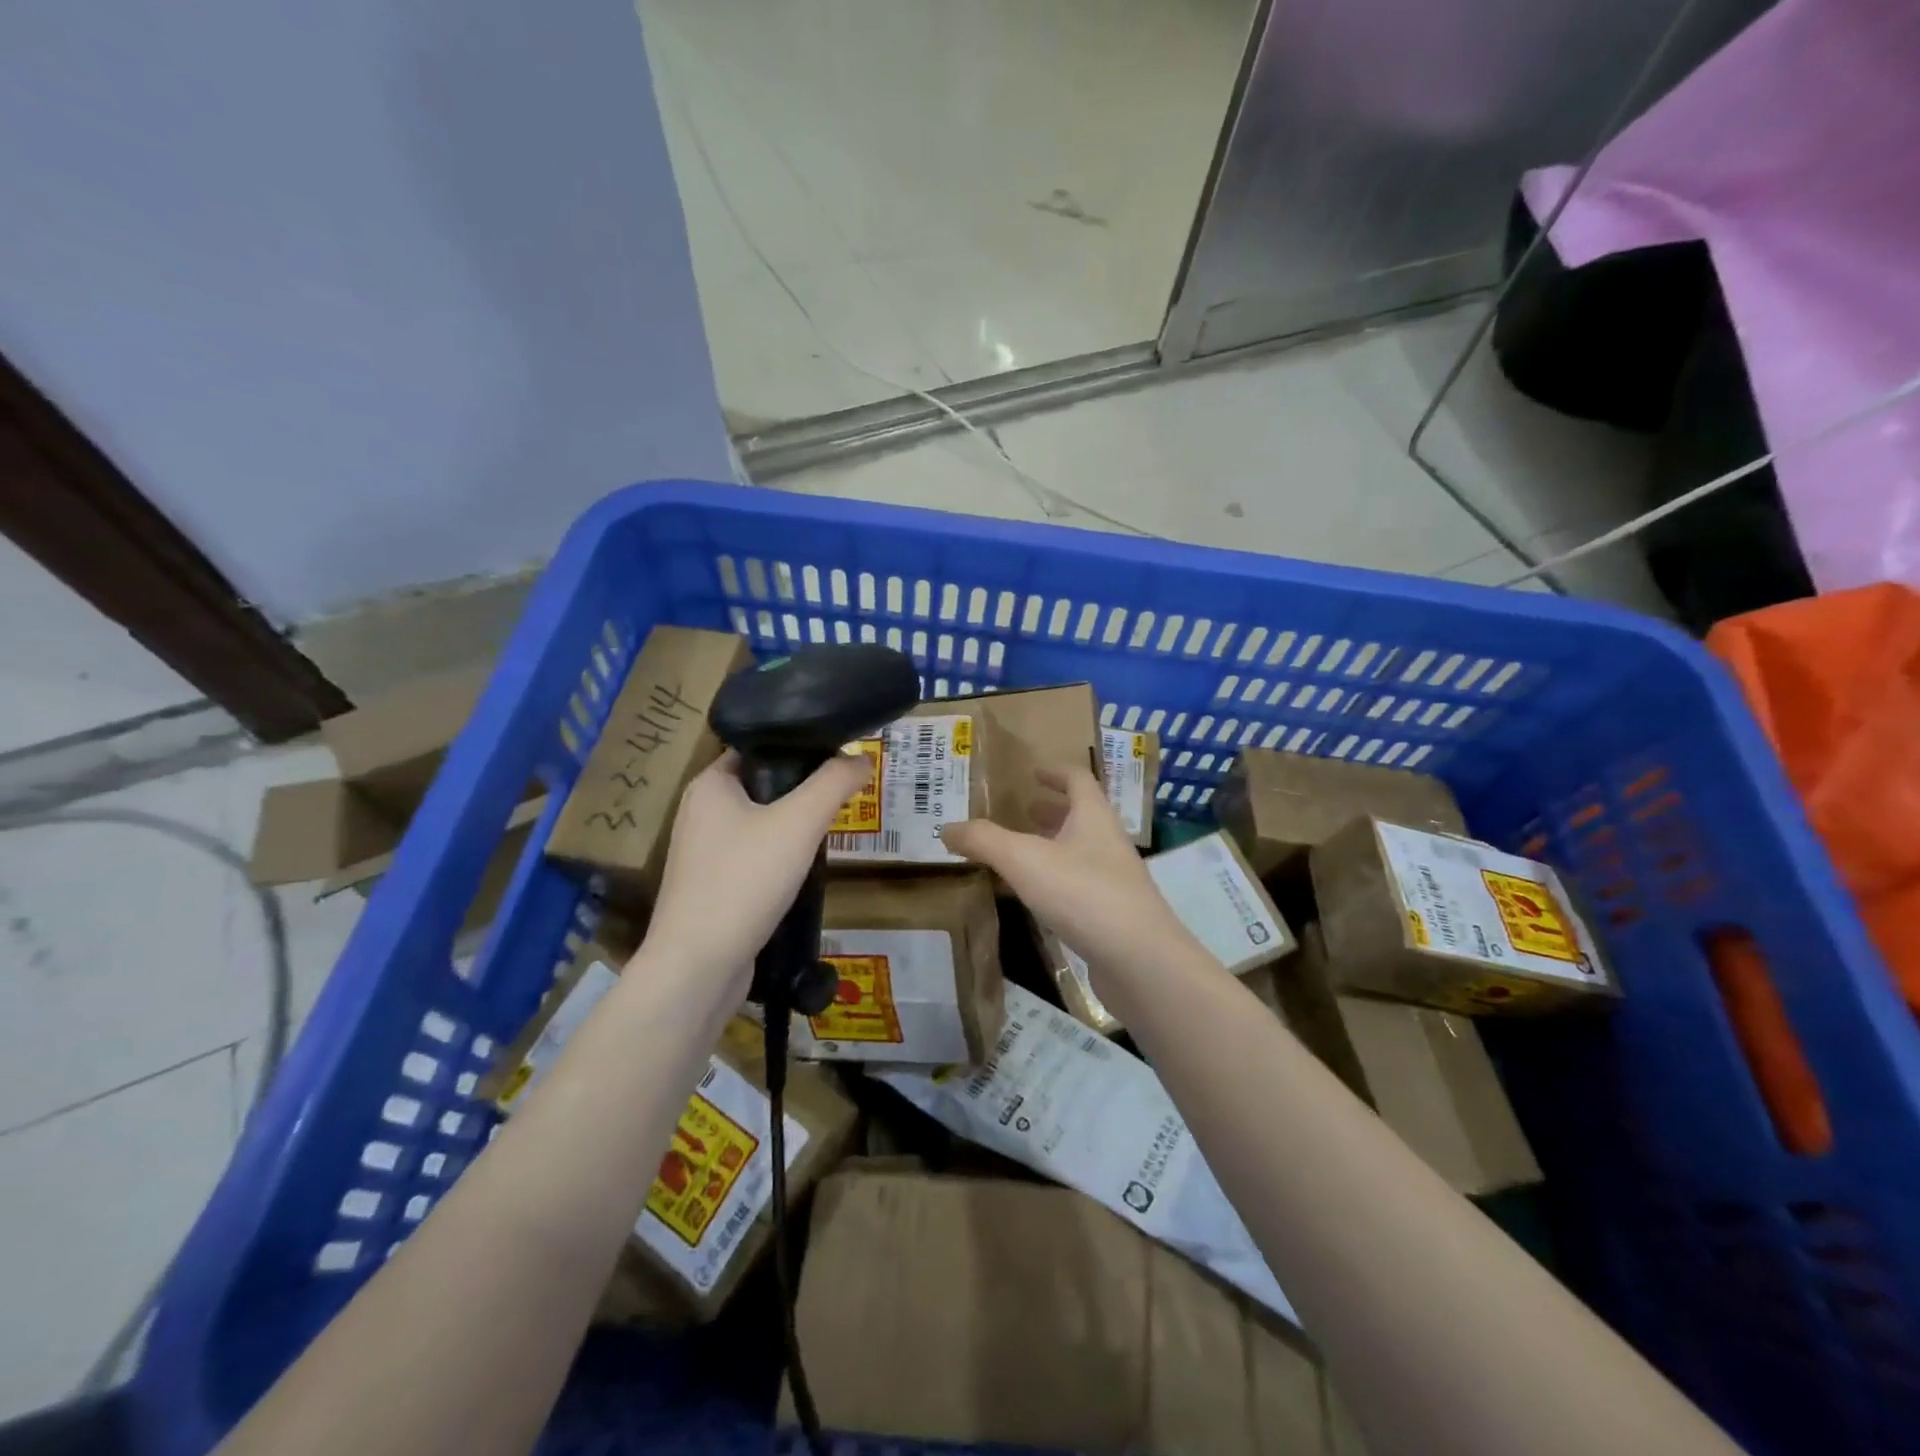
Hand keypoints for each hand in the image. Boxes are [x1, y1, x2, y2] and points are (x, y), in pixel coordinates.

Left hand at [644, 751, 868, 991]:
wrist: (698, 967)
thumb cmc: (744, 881)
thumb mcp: (799, 823)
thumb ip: (833, 784)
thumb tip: (863, 757)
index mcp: (710, 784)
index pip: (758, 745)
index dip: (799, 745)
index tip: (839, 753)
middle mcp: (701, 812)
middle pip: (763, 784)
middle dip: (803, 788)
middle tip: (844, 791)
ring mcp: (704, 852)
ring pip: (761, 823)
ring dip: (794, 824)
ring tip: (832, 826)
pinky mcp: (713, 886)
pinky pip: (754, 856)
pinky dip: (780, 857)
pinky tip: (806, 867)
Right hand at [942, 767, 1190, 979]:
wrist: (1140, 961)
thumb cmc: (1083, 894)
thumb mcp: (1024, 861)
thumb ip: (984, 841)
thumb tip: (946, 828)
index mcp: (1093, 817)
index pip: (1078, 780)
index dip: (1055, 772)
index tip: (1033, 772)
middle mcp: (1109, 843)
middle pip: (1082, 815)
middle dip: (1052, 810)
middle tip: (1022, 809)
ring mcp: (1115, 881)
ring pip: (1081, 851)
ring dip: (1054, 845)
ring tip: (1021, 852)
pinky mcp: (1113, 915)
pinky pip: (1081, 885)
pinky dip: (1057, 881)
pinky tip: (1036, 897)